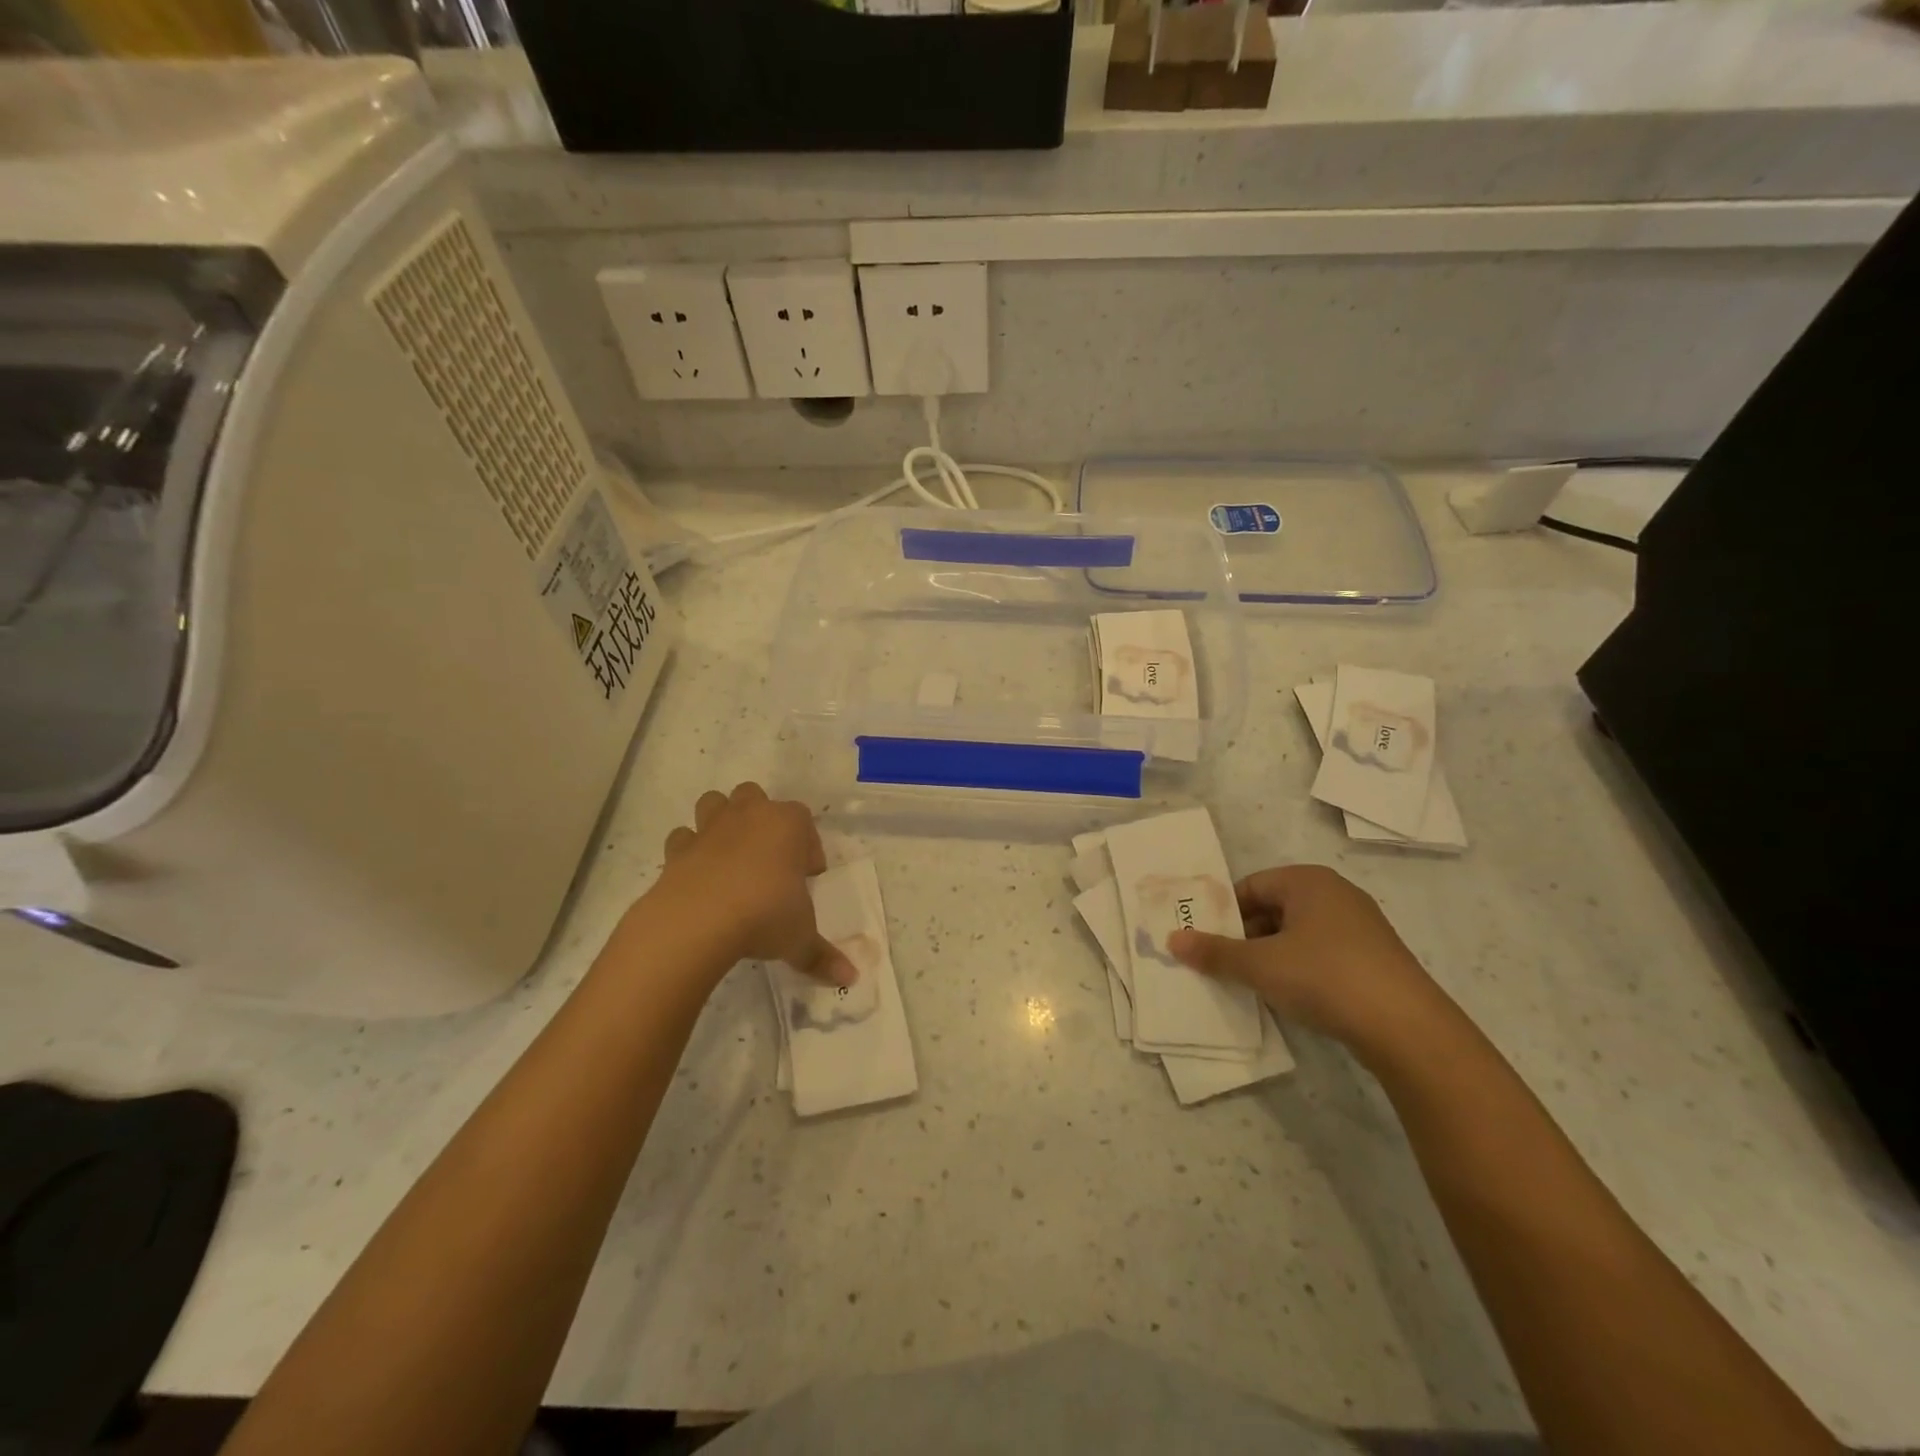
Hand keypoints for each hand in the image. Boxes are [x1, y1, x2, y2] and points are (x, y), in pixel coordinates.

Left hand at [652, 783, 855, 987]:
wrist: (698, 921)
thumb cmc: (764, 915)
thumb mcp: (800, 939)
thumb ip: (823, 956)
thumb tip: (851, 978)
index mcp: (787, 824)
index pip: (804, 820)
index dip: (807, 847)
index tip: (806, 877)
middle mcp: (749, 815)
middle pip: (755, 797)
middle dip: (761, 820)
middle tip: (768, 860)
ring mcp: (710, 828)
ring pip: (714, 803)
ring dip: (721, 821)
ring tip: (731, 857)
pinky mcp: (678, 849)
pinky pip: (684, 838)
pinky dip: (689, 850)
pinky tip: (698, 875)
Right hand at [1167, 864, 1446, 1051]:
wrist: (1407, 1028)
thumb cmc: (1324, 977)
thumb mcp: (1259, 965)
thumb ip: (1214, 952)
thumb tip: (1173, 940)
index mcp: (1308, 881)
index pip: (1250, 887)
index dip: (1224, 914)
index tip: (1206, 942)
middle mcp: (1335, 894)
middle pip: (1273, 909)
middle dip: (1245, 937)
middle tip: (1223, 966)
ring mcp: (1360, 927)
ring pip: (1297, 934)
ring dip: (1271, 956)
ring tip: (1253, 985)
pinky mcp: (1375, 959)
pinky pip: (1322, 954)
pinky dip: (1301, 970)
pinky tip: (1293, 997)